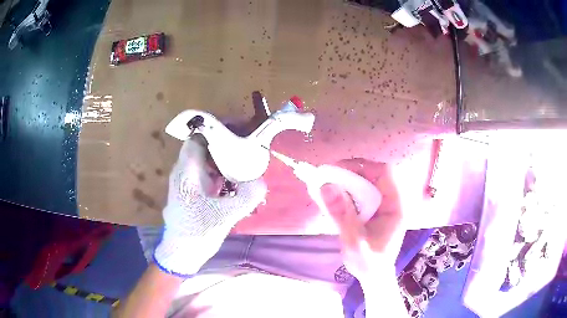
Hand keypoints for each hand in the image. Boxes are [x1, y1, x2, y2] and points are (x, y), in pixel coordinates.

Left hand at [154, 137, 266, 276]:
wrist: (180, 253)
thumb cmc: (196, 233)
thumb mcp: (223, 216)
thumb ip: (245, 198)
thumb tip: (261, 181)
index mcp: (187, 172)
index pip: (198, 137)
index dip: (217, 128)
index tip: (239, 128)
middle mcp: (185, 172)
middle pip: (204, 147)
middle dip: (226, 142)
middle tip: (249, 144)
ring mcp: (188, 183)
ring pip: (207, 161)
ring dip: (225, 158)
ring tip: (247, 160)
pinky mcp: (193, 193)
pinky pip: (209, 175)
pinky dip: (223, 173)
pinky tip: (237, 182)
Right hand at [321, 159, 404, 281]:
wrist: (374, 276)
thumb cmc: (368, 262)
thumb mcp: (354, 241)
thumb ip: (342, 214)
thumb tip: (326, 185)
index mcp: (396, 206)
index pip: (384, 173)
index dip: (361, 166)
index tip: (337, 170)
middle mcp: (392, 201)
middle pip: (374, 174)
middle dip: (351, 173)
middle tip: (328, 178)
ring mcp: (384, 205)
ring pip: (367, 182)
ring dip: (347, 181)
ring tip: (327, 186)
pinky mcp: (375, 209)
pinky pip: (362, 192)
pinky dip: (347, 191)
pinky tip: (334, 197)